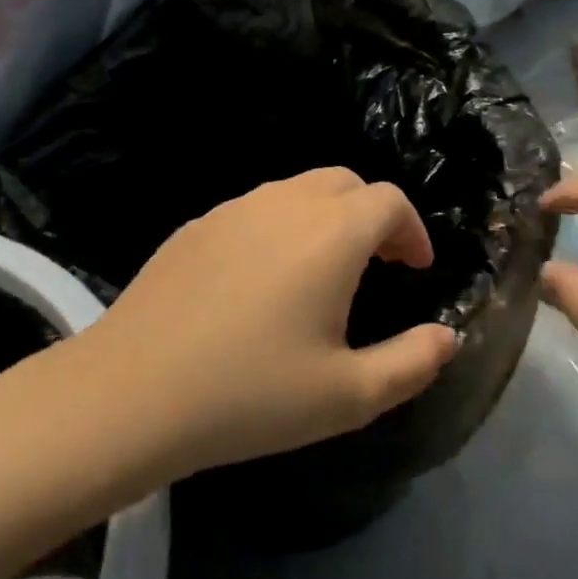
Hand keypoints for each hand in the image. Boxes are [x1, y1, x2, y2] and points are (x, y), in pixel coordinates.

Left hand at [92, 168, 458, 479]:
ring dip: (326, 218)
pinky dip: (281, 227)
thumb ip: (412, 363)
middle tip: (377, 266)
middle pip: (345, 182)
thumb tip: (445, 336)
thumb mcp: (348, 396)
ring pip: (297, 190)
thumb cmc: (250, 395)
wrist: (132, 393)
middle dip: (372, 215)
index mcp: (331, 233)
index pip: (389, 201)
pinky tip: (263, 281)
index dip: (412, 231)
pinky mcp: (195, 225)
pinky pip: (255, 209)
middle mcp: (284, 203)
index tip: (414, 270)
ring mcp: (233, 209)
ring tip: (323, 273)